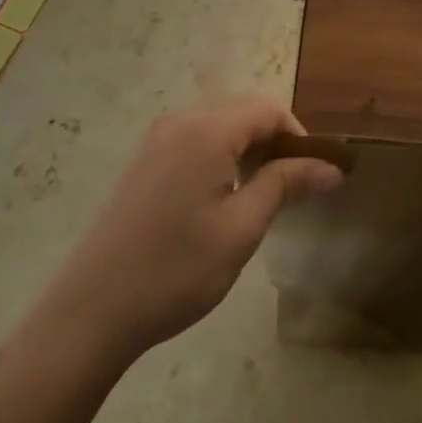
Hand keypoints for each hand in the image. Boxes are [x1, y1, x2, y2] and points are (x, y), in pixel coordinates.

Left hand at [37, 99, 341, 361]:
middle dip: (275, 144)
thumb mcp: (242, 228)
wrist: (89, 312)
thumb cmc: (175, 270)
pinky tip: (221, 201)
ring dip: (248, 152)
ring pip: (220, 128)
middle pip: (243, 113)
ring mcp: (155, 141)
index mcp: (206, 131)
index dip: (299, 137)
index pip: (268, 110)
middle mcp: (179, 122)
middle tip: (292, 191)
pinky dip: (221, 159)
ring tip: (261, 198)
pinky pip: (195, 143)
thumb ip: (286, 184)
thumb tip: (332, 166)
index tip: (314, 177)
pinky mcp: (143, 163)